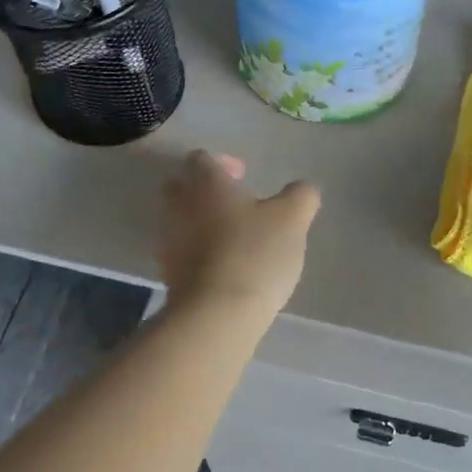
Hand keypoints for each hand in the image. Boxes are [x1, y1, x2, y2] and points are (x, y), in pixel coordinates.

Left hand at [157, 151, 320, 317]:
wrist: (216, 314)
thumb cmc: (255, 254)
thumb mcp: (293, 219)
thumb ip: (301, 196)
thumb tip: (303, 189)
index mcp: (206, 184)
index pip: (202, 158)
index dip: (223, 163)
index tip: (245, 178)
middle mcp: (178, 206)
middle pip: (181, 186)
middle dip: (204, 191)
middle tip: (236, 206)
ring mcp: (168, 242)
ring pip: (179, 220)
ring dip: (201, 223)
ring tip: (233, 240)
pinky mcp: (168, 275)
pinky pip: (181, 252)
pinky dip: (198, 253)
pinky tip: (224, 267)